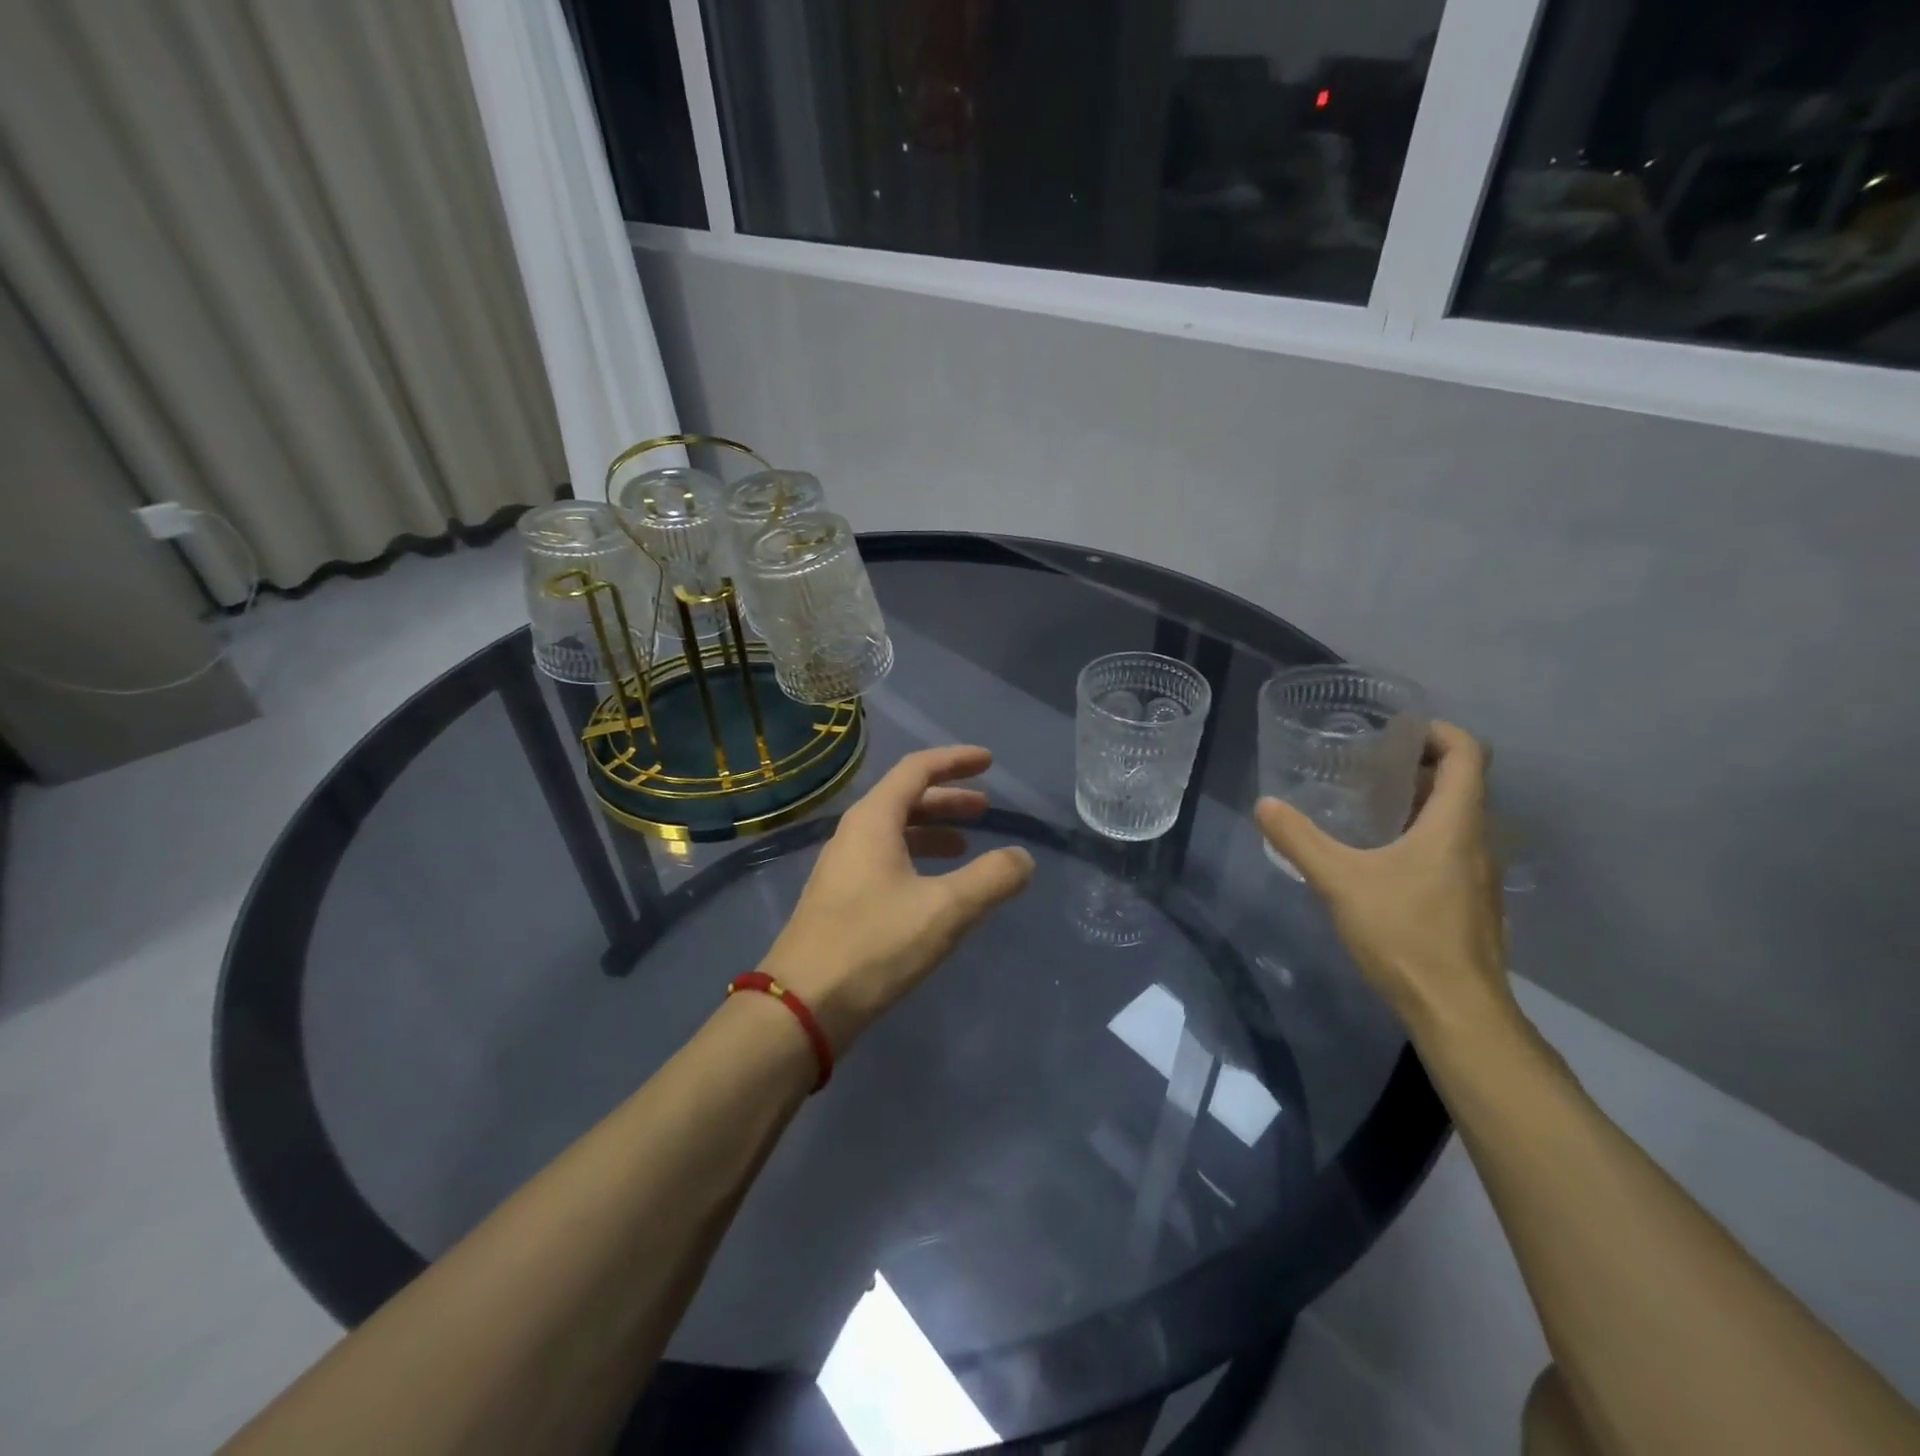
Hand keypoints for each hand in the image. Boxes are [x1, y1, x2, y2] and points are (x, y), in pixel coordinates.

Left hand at [759, 745, 1034, 1052]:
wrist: (802, 1005)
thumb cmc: (875, 945)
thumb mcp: (945, 909)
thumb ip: (991, 879)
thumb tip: (1023, 858)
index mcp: (873, 820)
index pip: (917, 769)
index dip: (955, 761)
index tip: (989, 762)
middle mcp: (854, 834)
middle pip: (905, 799)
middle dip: (948, 799)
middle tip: (986, 809)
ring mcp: (843, 868)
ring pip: (895, 833)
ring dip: (933, 831)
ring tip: (967, 847)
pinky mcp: (840, 899)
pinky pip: (885, 860)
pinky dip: (917, 859)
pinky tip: (935, 888)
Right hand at [1255, 721, 1516, 1038]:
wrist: (1457, 1010)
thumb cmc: (1405, 934)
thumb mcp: (1340, 881)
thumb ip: (1300, 840)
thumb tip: (1265, 805)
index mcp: (1455, 823)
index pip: (1468, 753)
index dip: (1437, 731)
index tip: (1395, 732)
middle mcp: (1478, 840)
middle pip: (1464, 782)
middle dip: (1419, 765)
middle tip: (1368, 765)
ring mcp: (1480, 874)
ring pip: (1458, 818)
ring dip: (1421, 802)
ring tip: (1369, 806)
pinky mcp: (1473, 902)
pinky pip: (1454, 848)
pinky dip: (1424, 835)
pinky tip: (1383, 858)